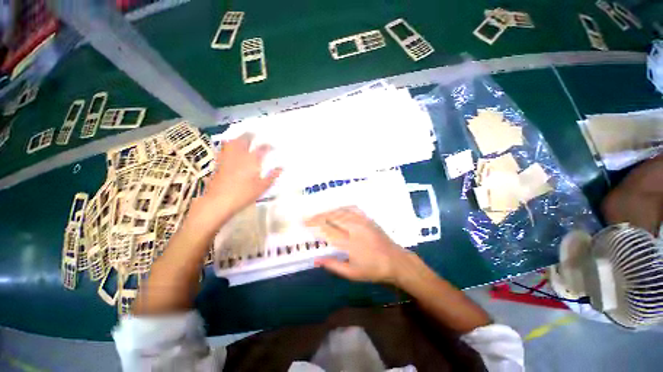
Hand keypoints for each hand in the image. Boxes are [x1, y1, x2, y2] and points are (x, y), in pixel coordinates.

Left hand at [189, 133, 280, 227]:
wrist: (219, 201)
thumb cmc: (244, 194)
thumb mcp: (262, 187)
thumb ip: (272, 176)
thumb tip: (281, 168)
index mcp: (252, 160)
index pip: (262, 148)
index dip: (269, 145)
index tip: (273, 146)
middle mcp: (239, 155)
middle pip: (245, 139)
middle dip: (251, 135)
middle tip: (256, 133)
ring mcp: (227, 157)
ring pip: (232, 141)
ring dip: (238, 137)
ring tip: (242, 136)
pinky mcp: (218, 162)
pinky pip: (223, 148)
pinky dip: (227, 144)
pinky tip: (229, 147)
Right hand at [305, 207, 414, 283]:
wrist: (396, 261)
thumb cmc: (373, 270)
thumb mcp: (351, 273)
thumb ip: (333, 265)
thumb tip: (315, 260)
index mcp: (348, 242)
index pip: (326, 230)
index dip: (313, 225)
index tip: (304, 223)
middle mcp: (354, 228)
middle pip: (331, 218)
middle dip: (317, 217)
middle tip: (307, 218)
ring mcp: (362, 221)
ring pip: (340, 212)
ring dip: (327, 212)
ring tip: (318, 214)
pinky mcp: (368, 218)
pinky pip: (352, 209)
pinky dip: (342, 208)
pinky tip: (337, 209)